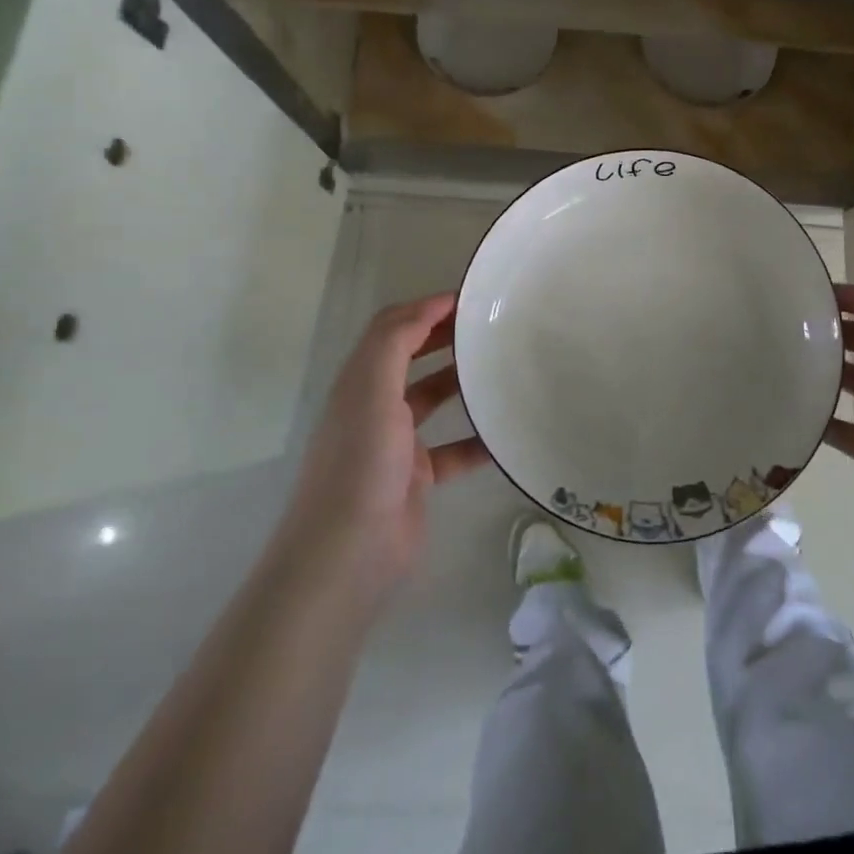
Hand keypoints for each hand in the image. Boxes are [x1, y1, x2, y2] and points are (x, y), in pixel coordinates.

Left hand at [284, 293, 489, 590]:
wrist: (348, 555)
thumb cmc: (360, 464)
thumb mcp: (371, 390)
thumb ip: (395, 343)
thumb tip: (429, 306)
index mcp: (360, 382)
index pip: (393, 329)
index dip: (427, 308)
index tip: (472, 298)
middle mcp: (375, 406)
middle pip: (412, 359)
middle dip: (446, 338)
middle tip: (491, 326)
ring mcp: (395, 444)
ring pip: (432, 400)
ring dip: (462, 382)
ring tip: (502, 368)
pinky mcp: (416, 478)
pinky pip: (453, 450)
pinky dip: (477, 440)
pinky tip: (506, 434)